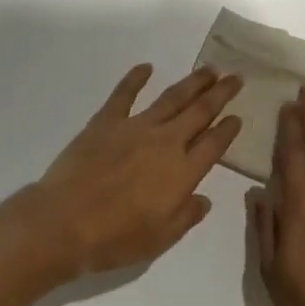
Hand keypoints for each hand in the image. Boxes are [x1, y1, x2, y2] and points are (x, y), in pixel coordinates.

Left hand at [27, 64, 242, 276]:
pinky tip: (146, 66)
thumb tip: (205, 199)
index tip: (239, 115)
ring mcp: (136, 126)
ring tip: (209, 69)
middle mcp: (165, 142)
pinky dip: (136, 77)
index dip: (228, 129)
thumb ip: (186, 216)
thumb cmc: (115, 238)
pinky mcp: (107, 120)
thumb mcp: (160, 239)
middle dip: (220, 94)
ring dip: (193, 82)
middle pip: (200, 111)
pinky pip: (125, 93)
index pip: (213, 145)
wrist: (65, 222)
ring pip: (172, 97)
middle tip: (235, 77)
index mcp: (181, 172)